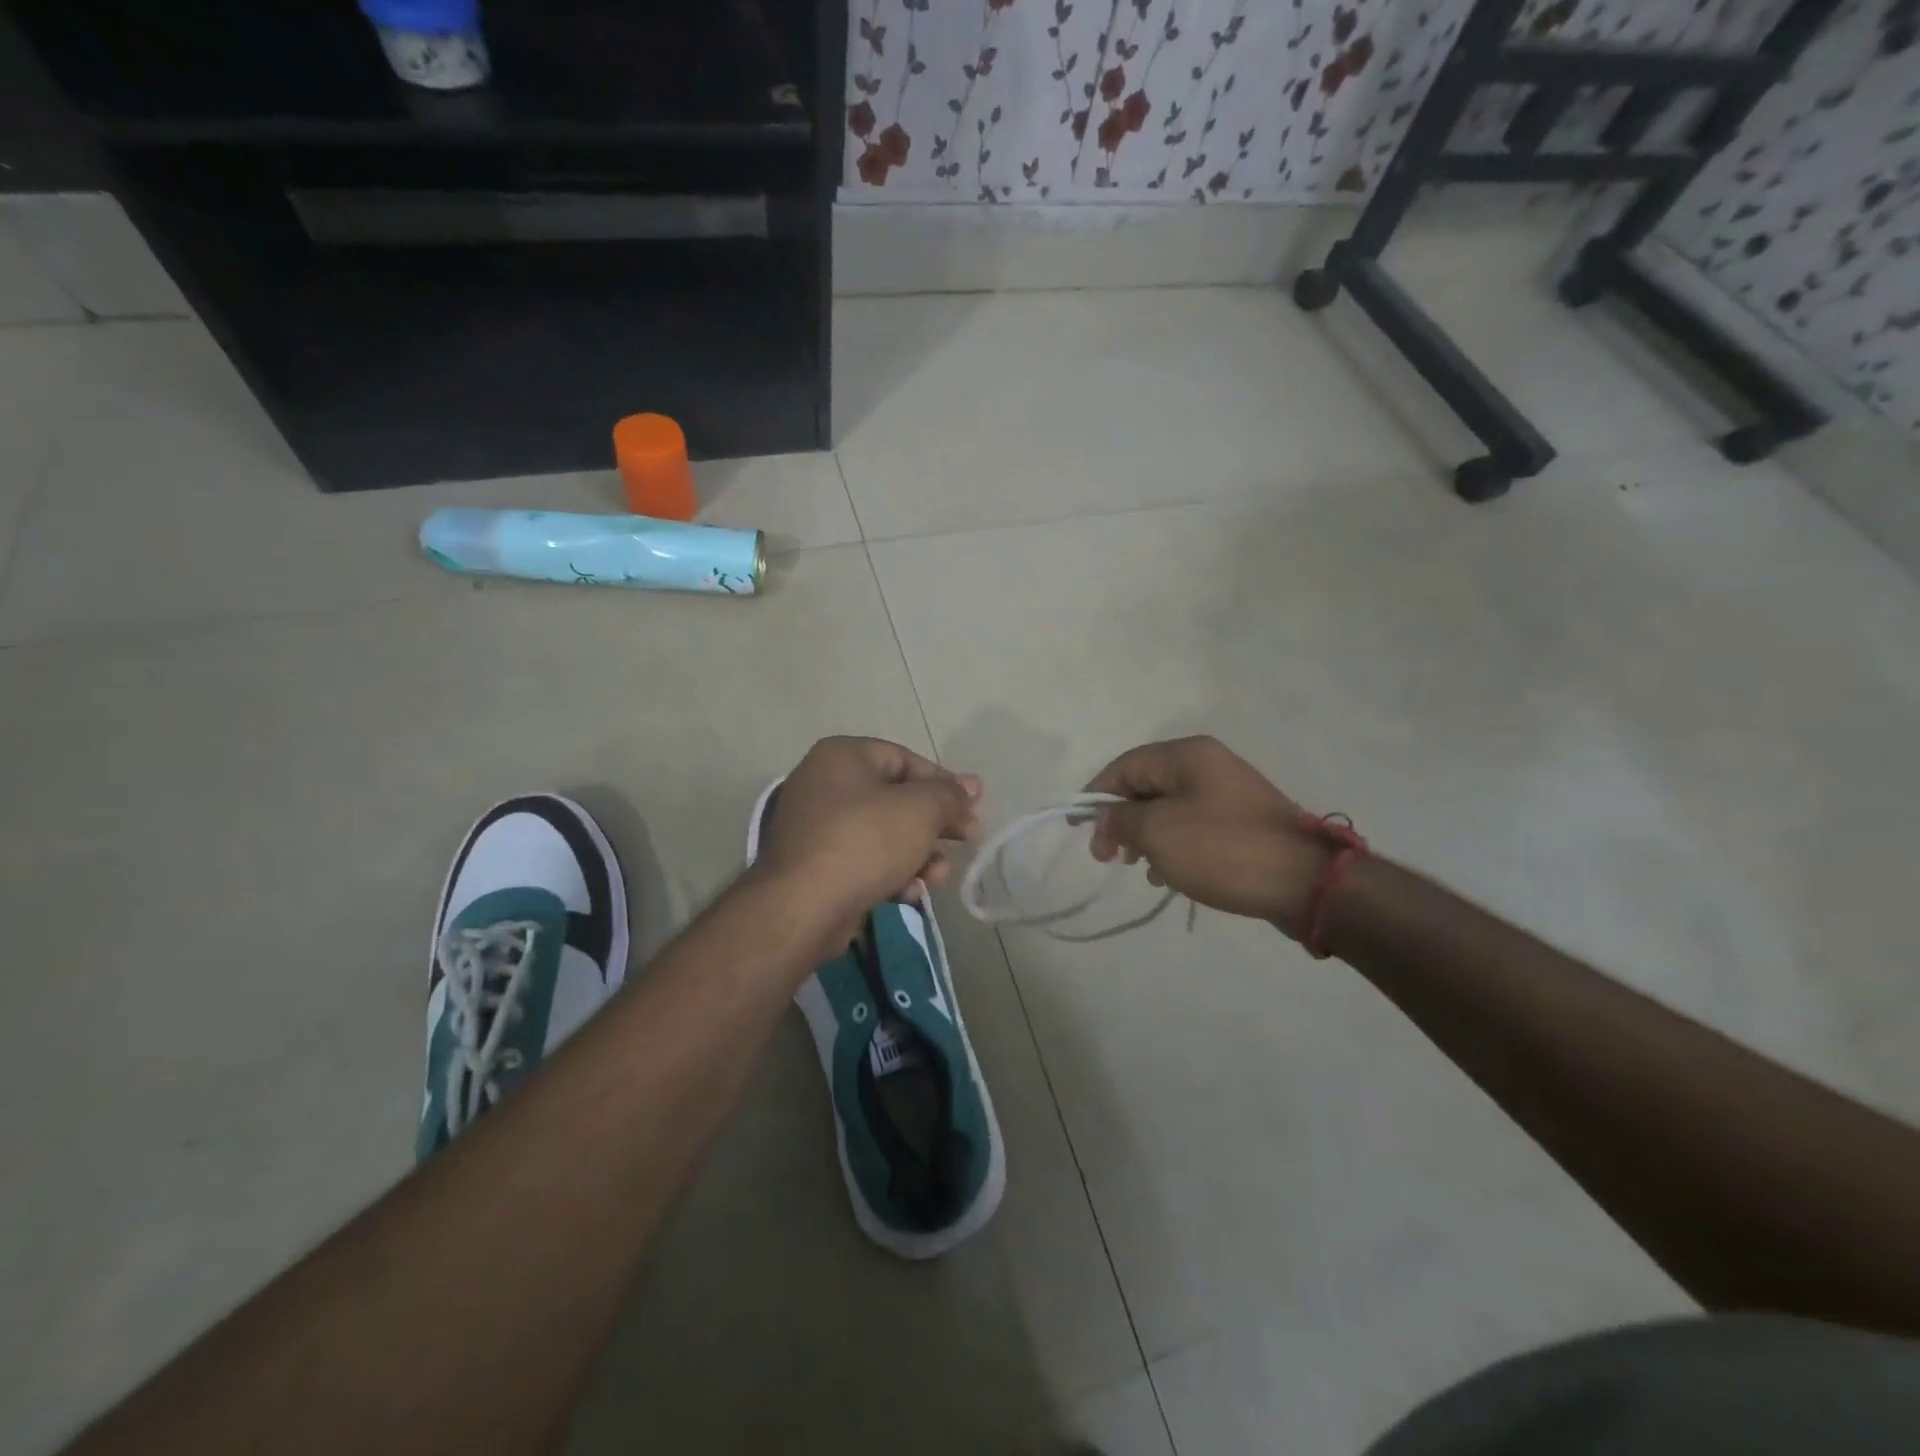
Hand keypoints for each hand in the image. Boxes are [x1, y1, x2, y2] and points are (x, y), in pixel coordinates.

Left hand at [755, 736, 980, 928]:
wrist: (802, 907)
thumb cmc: (865, 842)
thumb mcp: (920, 810)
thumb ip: (949, 795)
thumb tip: (971, 786)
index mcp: (843, 756)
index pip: (906, 760)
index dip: (944, 784)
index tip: (972, 809)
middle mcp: (824, 784)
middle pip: (896, 799)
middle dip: (934, 825)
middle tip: (967, 841)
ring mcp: (816, 827)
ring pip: (884, 834)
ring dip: (918, 855)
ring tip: (937, 876)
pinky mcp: (816, 866)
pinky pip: (864, 860)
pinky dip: (890, 874)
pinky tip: (907, 894)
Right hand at [1085, 736, 1328, 935]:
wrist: (1304, 881)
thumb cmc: (1222, 849)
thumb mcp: (1158, 833)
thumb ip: (1121, 820)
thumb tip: (1105, 817)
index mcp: (1186, 755)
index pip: (1125, 766)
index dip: (1096, 796)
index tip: (1080, 830)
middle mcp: (1208, 764)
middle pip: (1146, 785)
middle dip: (1122, 820)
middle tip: (1108, 857)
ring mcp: (1229, 792)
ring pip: (1169, 808)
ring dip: (1146, 836)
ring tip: (1139, 868)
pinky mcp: (1243, 821)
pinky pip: (1194, 826)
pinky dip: (1174, 846)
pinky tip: (1169, 875)